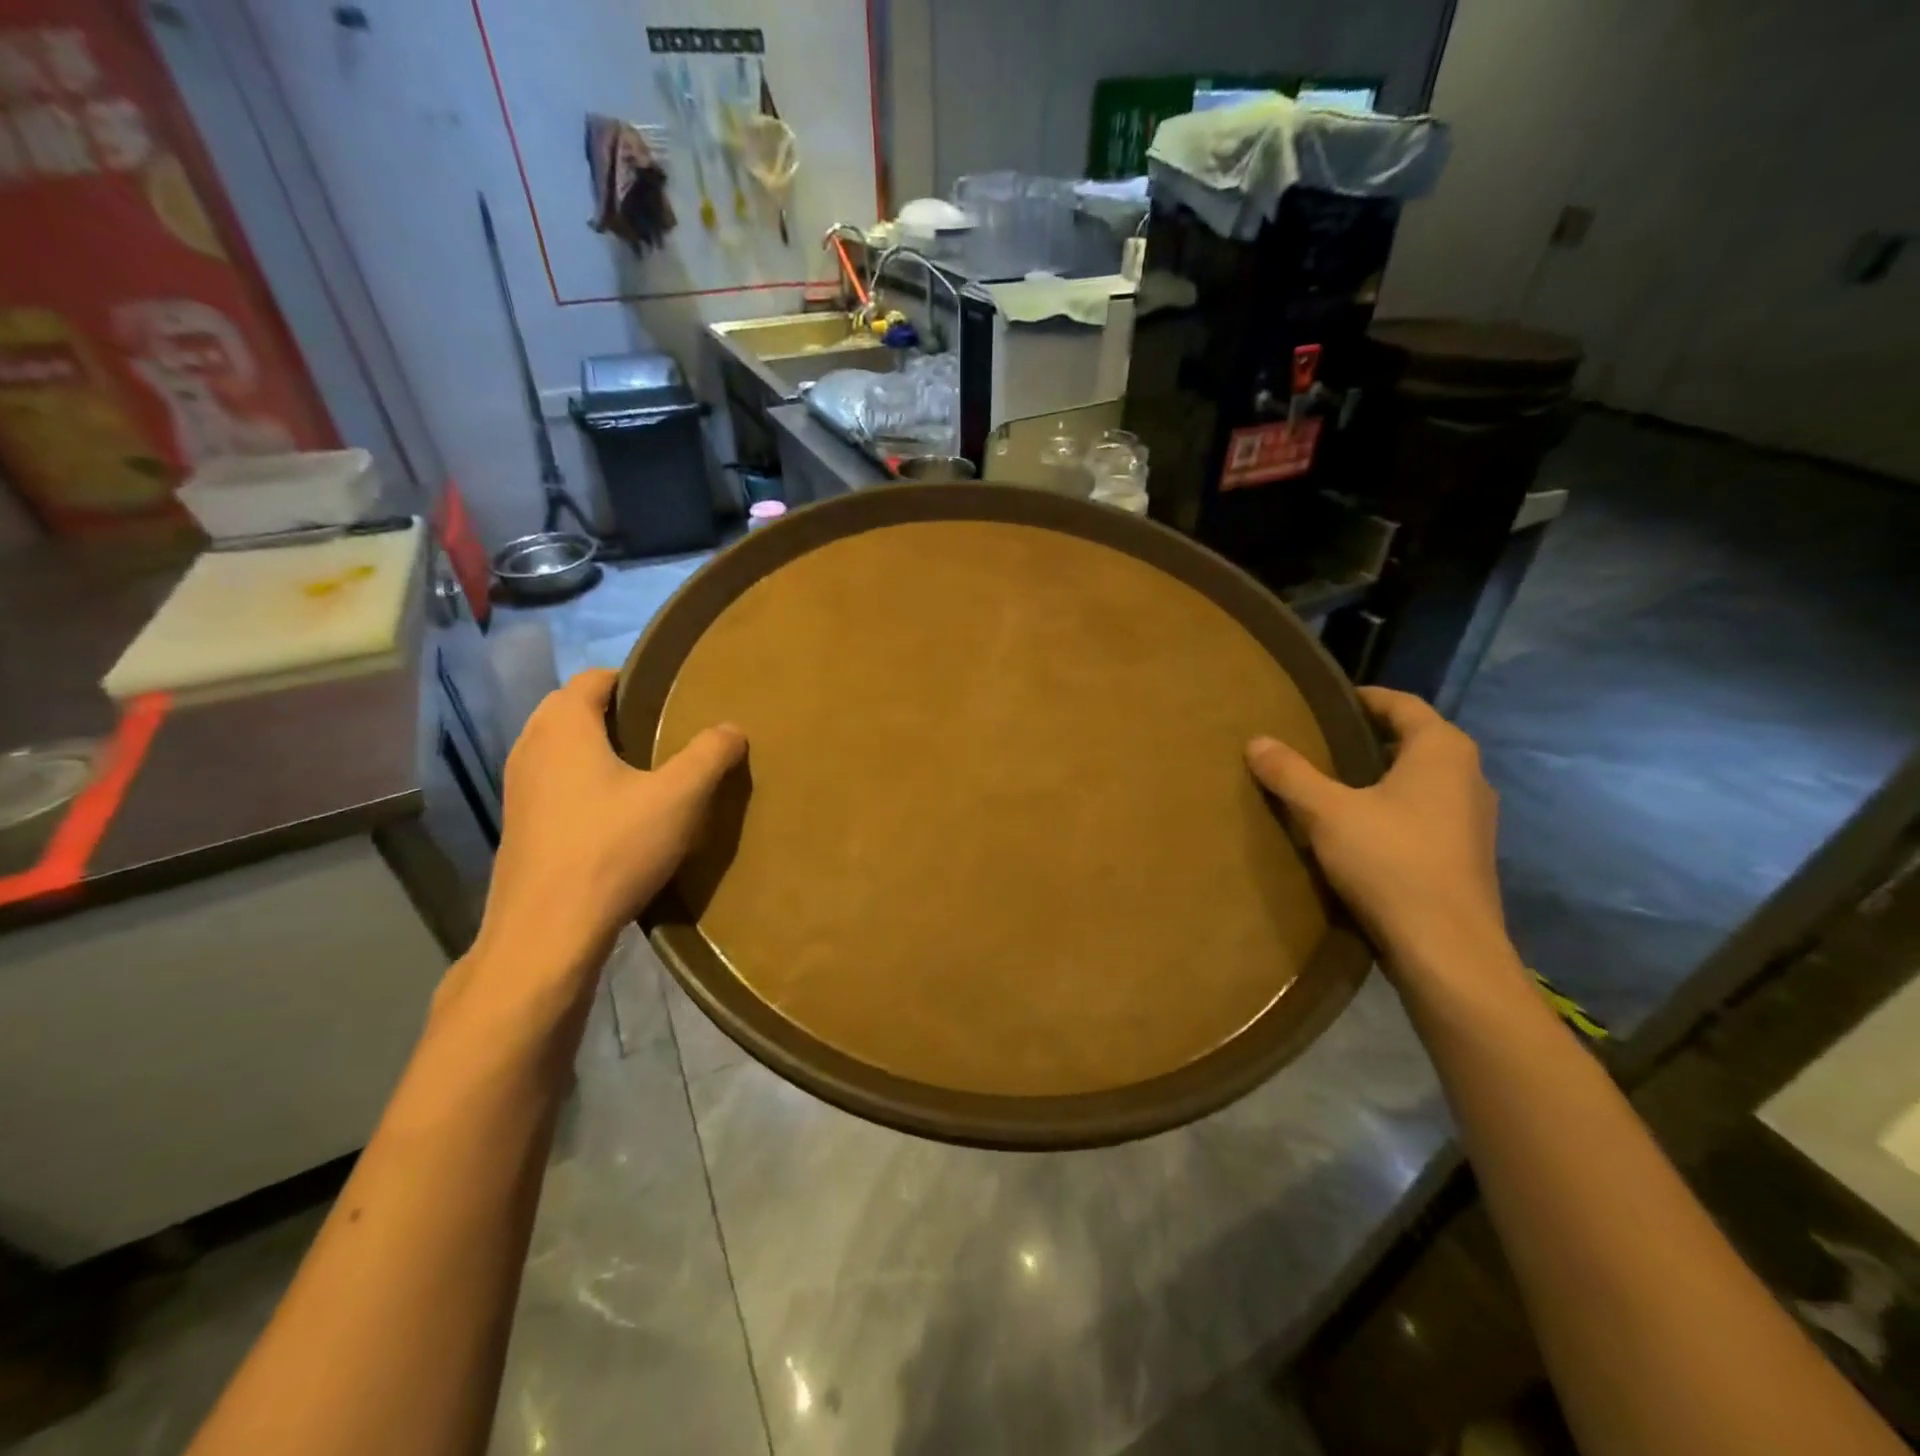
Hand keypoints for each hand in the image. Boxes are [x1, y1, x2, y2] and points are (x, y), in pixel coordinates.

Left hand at [474, 668, 745, 980]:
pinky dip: (580, 783)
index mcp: (563, 726)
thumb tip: (732, 728)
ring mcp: (517, 789)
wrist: (547, 932)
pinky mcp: (518, 826)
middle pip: (571, 710)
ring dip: (595, 751)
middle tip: (661, 733)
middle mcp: (530, 747)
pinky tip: (614, 815)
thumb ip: (709, 755)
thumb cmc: (613, 848)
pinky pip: (552, 784)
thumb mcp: (679, 798)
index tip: (668, 696)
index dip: (631, 679)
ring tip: (643, 773)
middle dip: (613, 714)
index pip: (592, 678)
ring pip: (559, 750)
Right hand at [1246, 687, 1513, 986]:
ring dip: (1381, 777)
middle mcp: (1468, 775)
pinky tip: (1359, 829)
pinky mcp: (1466, 854)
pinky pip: (1424, 813)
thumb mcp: (1326, 812)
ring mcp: (1473, 818)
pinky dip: (1393, 808)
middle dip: (1368, 739)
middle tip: (1318, 743)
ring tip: (1332, 785)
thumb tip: (1256, 741)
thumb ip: (1290, 773)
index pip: (1403, 704)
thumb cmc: (1390, 861)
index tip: (1326, 703)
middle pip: (1413, 741)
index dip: (1363, 698)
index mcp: (1442, 751)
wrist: (1447, 948)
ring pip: (1420, 780)